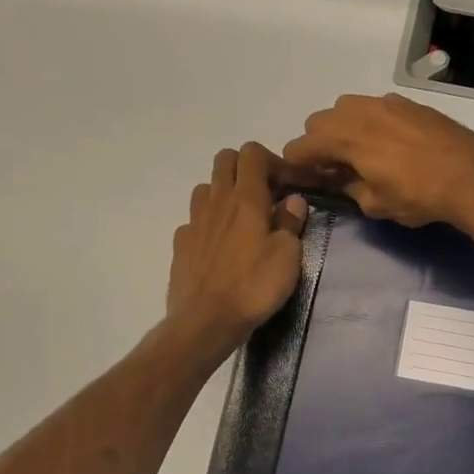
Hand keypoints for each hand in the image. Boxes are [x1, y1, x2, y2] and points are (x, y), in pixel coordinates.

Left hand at [165, 144, 307, 360]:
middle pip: (225, 159)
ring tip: (242, 219)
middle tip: (265, 195)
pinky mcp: (181, 243)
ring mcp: (194, 220)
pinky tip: (220, 245)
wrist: (206, 320)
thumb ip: (290, 222)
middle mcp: (216, 201)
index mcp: (246, 198)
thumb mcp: (288, 256)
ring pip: (207, 186)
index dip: (272, 161)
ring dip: (225, 192)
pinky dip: (209, 222)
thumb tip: (292, 200)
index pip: (252, 153)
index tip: (287, 184)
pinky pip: (195, 219)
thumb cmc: (254, 286)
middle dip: (246, 168)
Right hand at [281, 93, 473, 229]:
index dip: (297, 165)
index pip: (300, 146)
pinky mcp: (409, 103)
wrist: (472, 175)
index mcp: (344, 137)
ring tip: (362, 153)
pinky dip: (372, 122)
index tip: (305, 180)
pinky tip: (391, 144)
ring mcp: (386, 102)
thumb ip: (349, 188)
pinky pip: (376, 107)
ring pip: (347, 108)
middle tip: (335, 168)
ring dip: (344, 128)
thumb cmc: (418, 195)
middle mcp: (359, 111)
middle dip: (319, 143)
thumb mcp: (375, 204)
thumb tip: (341, 180)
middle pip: (319, 121)